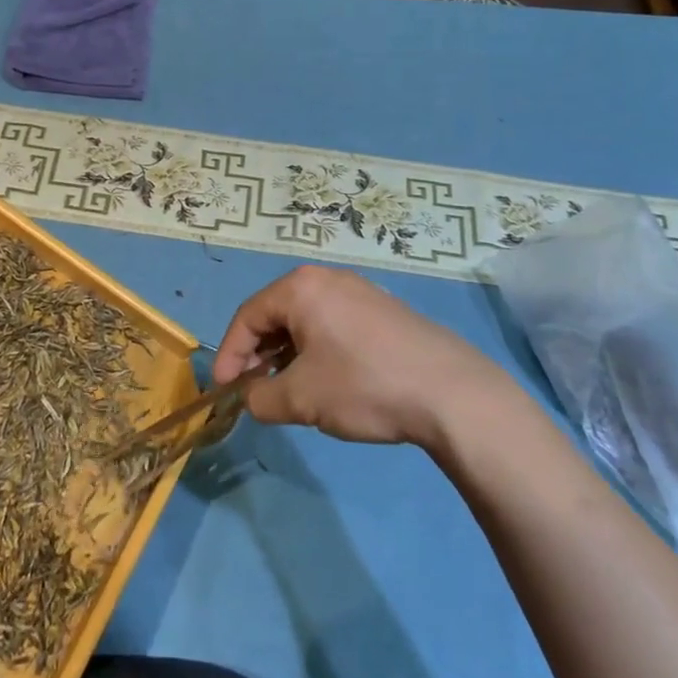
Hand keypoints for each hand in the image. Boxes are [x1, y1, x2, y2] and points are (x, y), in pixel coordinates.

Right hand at [214, 267, 500, 448]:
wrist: (452, 393)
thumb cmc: (364, 386)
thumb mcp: (301, 399)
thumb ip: (261, 398)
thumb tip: (252, 398)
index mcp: (301, 287)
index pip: (247, 317)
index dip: (229, 354)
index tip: (224, 390)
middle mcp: (328, 279)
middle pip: (276, 314)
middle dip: (258, 354)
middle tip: (253, 390)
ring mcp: (360, 291)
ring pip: (305, 320)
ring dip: (287, 355)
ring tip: (288, 390)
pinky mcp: (384, 311)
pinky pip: (333, 324)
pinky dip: (317, 350)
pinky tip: (327, 381)